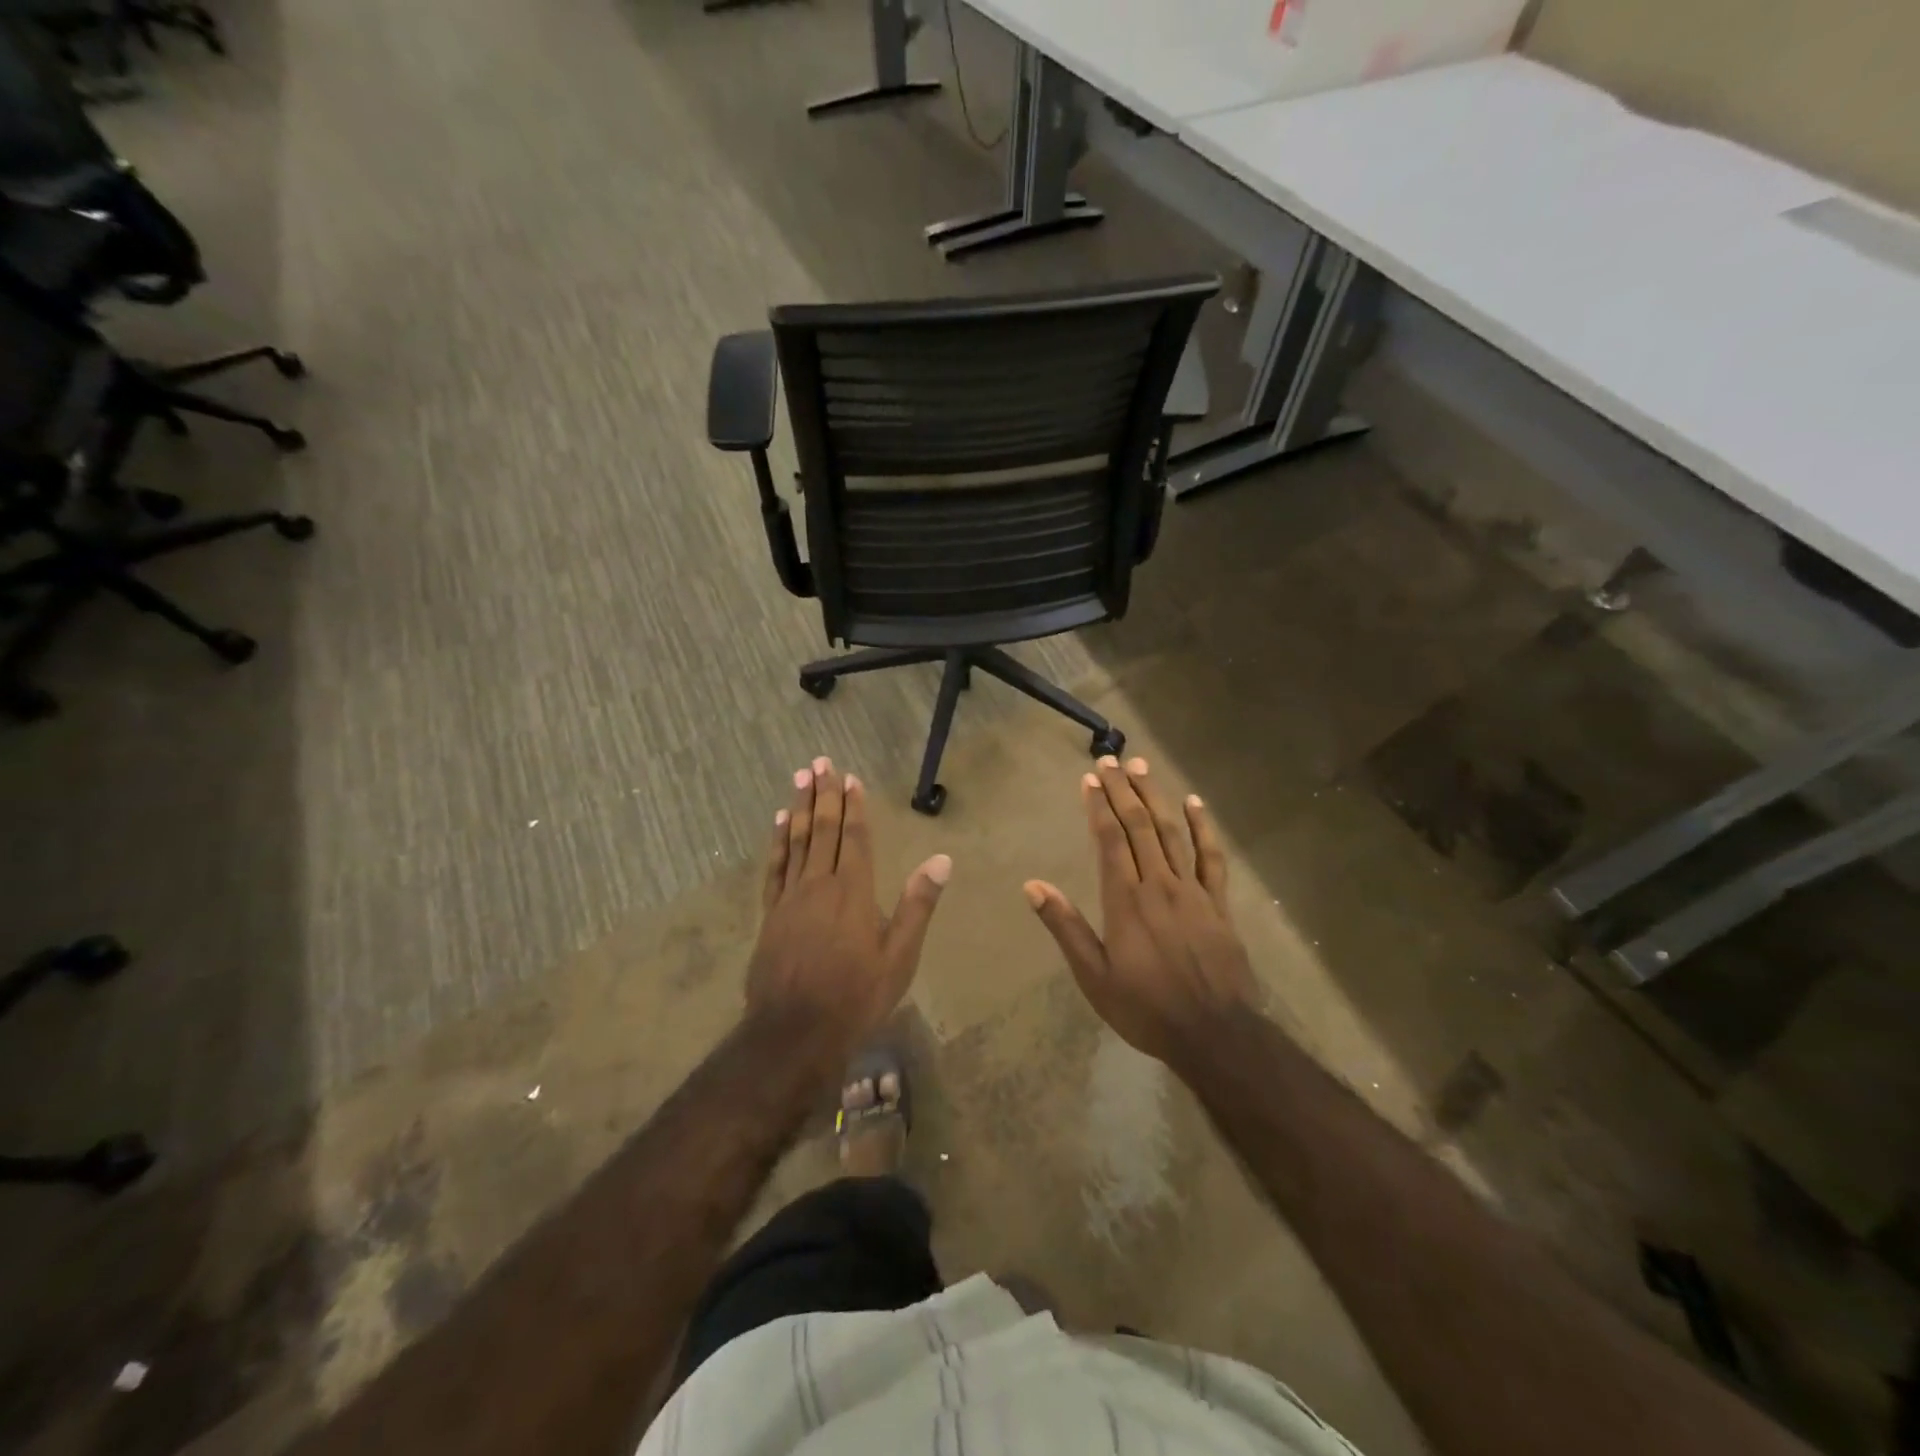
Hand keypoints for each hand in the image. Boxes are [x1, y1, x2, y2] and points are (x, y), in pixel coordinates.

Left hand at [747, 758, 950, 1060]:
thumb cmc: (857, 995)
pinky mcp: (771, 913)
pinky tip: (778, 824)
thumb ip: (919, 904)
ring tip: (801, 778)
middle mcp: (820, 884)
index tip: (850, 777)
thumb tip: (943, 859)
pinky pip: (775, 867)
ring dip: (798, 807)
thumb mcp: (900, 955)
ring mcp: (791, 897)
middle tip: (820, 761)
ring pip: (796, 840)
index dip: (853, 806)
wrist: (796, 1031)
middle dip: (823, 794)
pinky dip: (777, 842)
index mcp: (854, 890)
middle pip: (822, 829)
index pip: (855, 837)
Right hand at [1024, 757, 1256, 1069]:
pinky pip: (1210, 857)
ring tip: (1142, 767)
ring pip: (1172, 832)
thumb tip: (1033, 886)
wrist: (1214, 1034)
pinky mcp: (1218, 903)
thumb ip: (1065, 927)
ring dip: (1156, 797)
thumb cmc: (1145, 1007)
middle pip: (1140, 826)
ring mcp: (1192, 891)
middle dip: (1124, 790)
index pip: (1110, 839)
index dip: (1099, 806)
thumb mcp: (1094, 976)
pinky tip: (1195, 804)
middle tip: (1111, 761)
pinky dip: (1203, 827)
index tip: (1089, 779)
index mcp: (1125, 900)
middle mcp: (1158, 884)